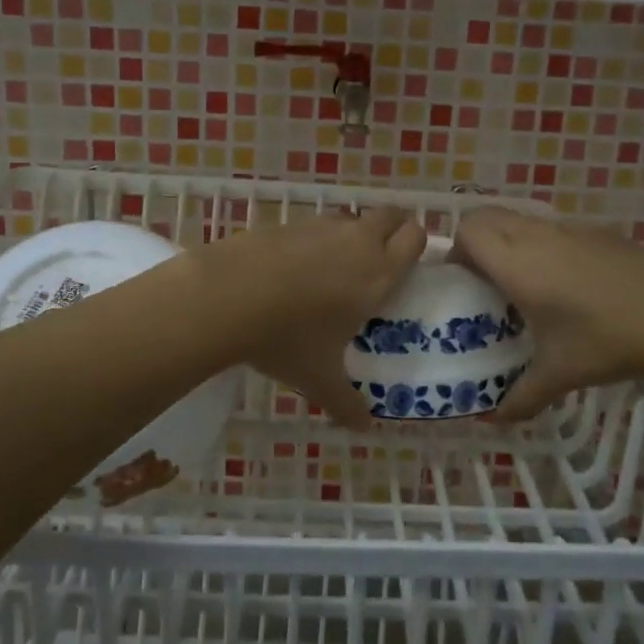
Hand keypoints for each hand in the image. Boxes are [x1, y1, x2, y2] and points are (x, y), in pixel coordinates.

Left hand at [193, 207, 426, 429]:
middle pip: (390, 215)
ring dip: (352, 234)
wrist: (227, 295)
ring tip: (335, 269)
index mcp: (377, 273)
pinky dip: (314, 240)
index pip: (414, 237)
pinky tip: (293, 269)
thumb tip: (364, 427)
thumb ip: (346, 402)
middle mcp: (356, 241)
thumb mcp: (319, 378)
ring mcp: (319, 227)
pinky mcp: (287, 223)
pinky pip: (314, 226)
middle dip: (392, 230)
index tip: (408, 265)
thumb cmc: (287, 337)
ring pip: (350, 219)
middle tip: (381, 260)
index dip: (416, 244)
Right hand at [450, 207, 643, 422]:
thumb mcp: (560, 374)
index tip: (463, 280)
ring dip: (512, 240)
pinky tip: (571, 283)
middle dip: (478, 239)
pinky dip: (546, 244)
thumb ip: (522, 396)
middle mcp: (537, 237)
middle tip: (485, 279)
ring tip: (527, 281)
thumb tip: (496, 420)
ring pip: (523, 219)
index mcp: (517, 264)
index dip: (456, 249)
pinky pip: (556, 228)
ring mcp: (570, 229)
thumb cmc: (606, 342)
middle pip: (488, 215)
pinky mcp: (599, 231)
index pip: (468, 230)